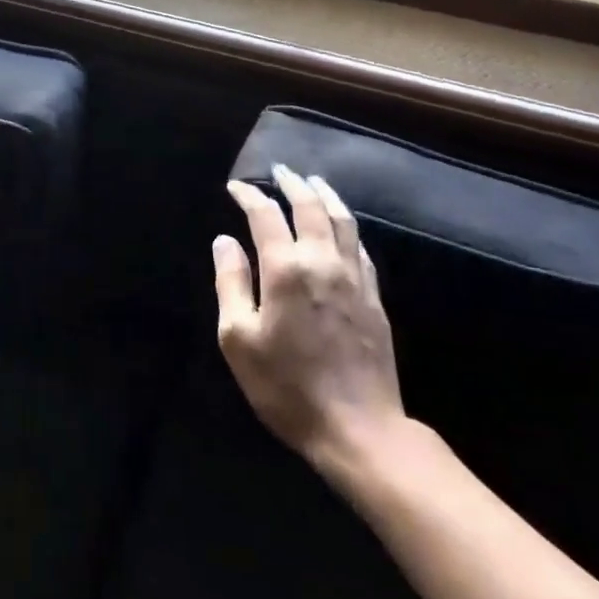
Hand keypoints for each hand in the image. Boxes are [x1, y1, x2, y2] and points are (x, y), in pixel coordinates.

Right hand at [214, 167, 405, 467]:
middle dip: (292, 184)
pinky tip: (342, 226)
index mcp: (286, 269)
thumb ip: (231, 283)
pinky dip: (347, 226)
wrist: (359, 429)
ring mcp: (355, 278)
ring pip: (343, 221)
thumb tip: (224, 241)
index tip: (236, 186)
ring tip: (314, 182)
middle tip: (279, 170)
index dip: (249, 195)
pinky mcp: (374, 297)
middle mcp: (323, 262)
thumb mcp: (239, 339)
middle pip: (310, 207)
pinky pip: (360, 247)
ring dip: (326, 196)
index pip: (265, 216)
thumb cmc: (287, 386)